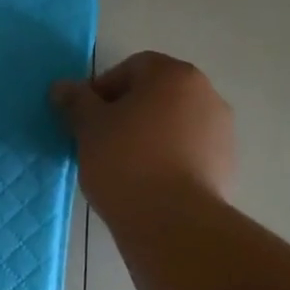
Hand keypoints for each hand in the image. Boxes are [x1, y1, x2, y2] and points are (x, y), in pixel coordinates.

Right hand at [51, 52, 234, 219]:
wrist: (173, 221)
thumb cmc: (126, 161)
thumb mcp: (89, 128)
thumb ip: (76, 101)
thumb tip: (62, 87)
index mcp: (174, 75)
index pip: (133, 67)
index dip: (103, 89)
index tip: (86, 118)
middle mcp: (206, 94)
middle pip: (157, 94)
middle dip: (128, 112)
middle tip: (101, 140)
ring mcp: (222, 131)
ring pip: (174, 124)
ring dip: (150, 136)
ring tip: (124, 166)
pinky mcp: (227, 165)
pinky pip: (189, 152)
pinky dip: (169, 159)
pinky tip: (148, 184)